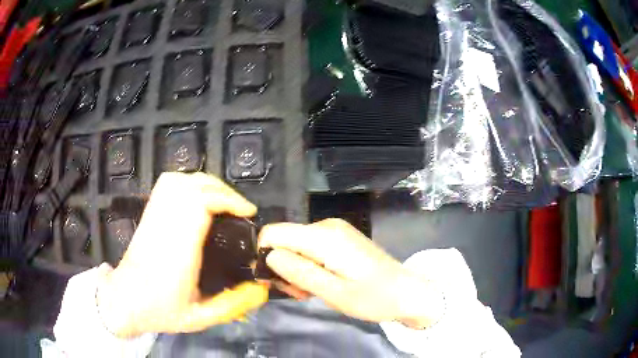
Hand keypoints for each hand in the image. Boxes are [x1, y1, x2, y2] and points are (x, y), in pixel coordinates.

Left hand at [96, 172, 268, 337]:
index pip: (201, 204)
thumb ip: (232, 306)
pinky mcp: (149, 215)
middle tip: (241, 210)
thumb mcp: (200, 318)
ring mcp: (154, 217)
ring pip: (180, 180)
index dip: (228, 200)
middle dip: (223, 191)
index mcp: (179, 249)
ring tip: (222, 201)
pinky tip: (197, 197)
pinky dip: (187, 182)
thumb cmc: (159, 311)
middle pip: (193, 186)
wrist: (123, 301)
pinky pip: (167, 185)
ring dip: (205, 184)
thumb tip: (262, 291)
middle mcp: (166, 225)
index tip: (247, 212)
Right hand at [259, 219, 445, 328]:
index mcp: (324, 237)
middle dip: (284, 267)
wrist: (406, 292)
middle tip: (299, 293)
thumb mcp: (334, 293)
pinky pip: (311, 247)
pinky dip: (309, 265)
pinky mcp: (340, 237)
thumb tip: (269, 255)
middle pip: (285, 240)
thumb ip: (300, 273)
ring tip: (311, 292)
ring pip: (296, 245)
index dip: (265, 256)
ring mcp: (335, 230)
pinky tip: (321, 282)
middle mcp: (327, 226)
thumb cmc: (373, 298)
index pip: (274, 232)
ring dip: (296, 270)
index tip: (275, 281)